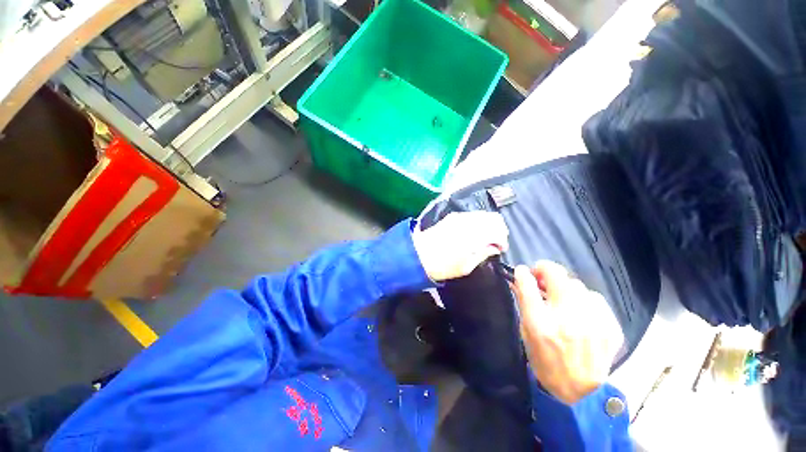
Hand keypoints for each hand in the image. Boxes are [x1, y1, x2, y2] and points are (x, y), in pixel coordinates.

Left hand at [413, 212, 508, 281]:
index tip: (500, 249)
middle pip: (494, 218)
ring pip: (484, 214)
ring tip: (485, 238)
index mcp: (474, 235)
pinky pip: (473, 214)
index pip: (499, 230)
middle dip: (499, 230)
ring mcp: (460, 216)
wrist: (417, 254)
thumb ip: (483, 254)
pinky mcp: (452, 216)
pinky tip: (474, 232)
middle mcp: (469, 221)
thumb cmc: (442, 265)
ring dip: (489, 224)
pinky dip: (479, 221)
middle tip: (495, 243)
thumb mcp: (466, 266)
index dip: (503, 240)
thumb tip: (494, 247)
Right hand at [513, 261, 622, 404]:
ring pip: (577, 285)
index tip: (522, 271)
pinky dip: (585, 300)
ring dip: (565, 287)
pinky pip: (595, 298)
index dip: (522, 272)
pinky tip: (581, 312)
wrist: (580, 392)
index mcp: (540, 323)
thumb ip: (524, 303)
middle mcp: (566, 319)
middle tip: (541, 277)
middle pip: (556, 275)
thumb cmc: (545, 361)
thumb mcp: (526, 333)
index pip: (527, 284)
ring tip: (562, 299)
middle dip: (544, 269)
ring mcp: (592, 322)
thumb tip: (520, 280)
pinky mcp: (610, 327)